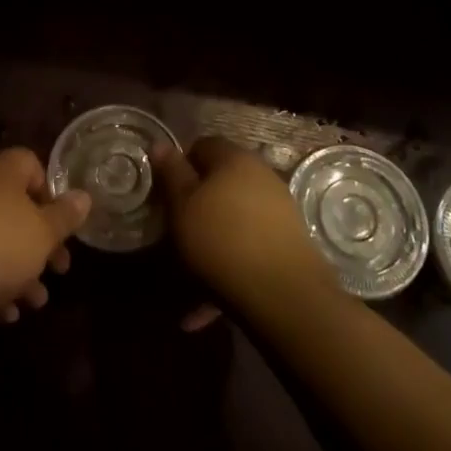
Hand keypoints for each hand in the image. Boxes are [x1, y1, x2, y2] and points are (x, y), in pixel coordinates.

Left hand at [0, 148, 90, 328]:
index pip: (32, 166)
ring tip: (36, 302)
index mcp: (3, 171)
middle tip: (60, 269)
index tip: (63, 225)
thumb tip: (83, 196)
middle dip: (41, 242)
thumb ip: (66, 216)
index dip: (51, 194)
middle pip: (17, 208)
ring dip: (20, 270)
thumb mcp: (44, 233)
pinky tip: (4, 314)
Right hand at [152, 138, 335, 329]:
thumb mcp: (182, 205)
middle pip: (220, 183)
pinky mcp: (289, 243)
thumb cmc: (221, 240)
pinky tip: (208, 307)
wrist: (283, 294)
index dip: (180, 167)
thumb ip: (171, 173)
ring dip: (212, 243)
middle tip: (178, 232)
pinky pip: (249, 249)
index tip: (166, 194)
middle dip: (198, 207)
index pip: (202, 146)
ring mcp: (279, 209)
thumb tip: (161, 143)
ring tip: (190, 279)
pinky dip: (229, 268)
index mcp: (233, 158)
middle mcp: (260, 175)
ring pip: (233, 220)